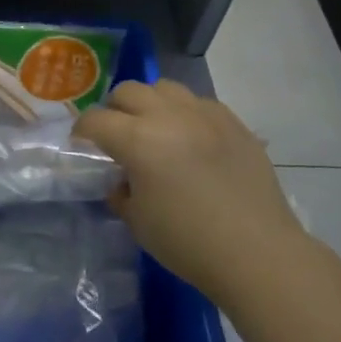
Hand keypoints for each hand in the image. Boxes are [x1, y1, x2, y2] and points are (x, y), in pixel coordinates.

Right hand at [75, 79, 305, 308]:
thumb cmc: (189, 243)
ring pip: (165, 88)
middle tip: (118, 136)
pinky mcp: (233, 122)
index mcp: (138, 140)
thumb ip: (121, 194)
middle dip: (114, 110)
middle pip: (128, 91)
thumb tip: (122, 182)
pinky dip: (186, 114)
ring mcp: (204, 114)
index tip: (83, 146)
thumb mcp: (139, 223)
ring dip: (151, 104)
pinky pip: (200, 103)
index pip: (95, 120)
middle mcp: (168, 116)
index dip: (82, 132)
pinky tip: (193, 140)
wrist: (258, 253)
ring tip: (156, 130)